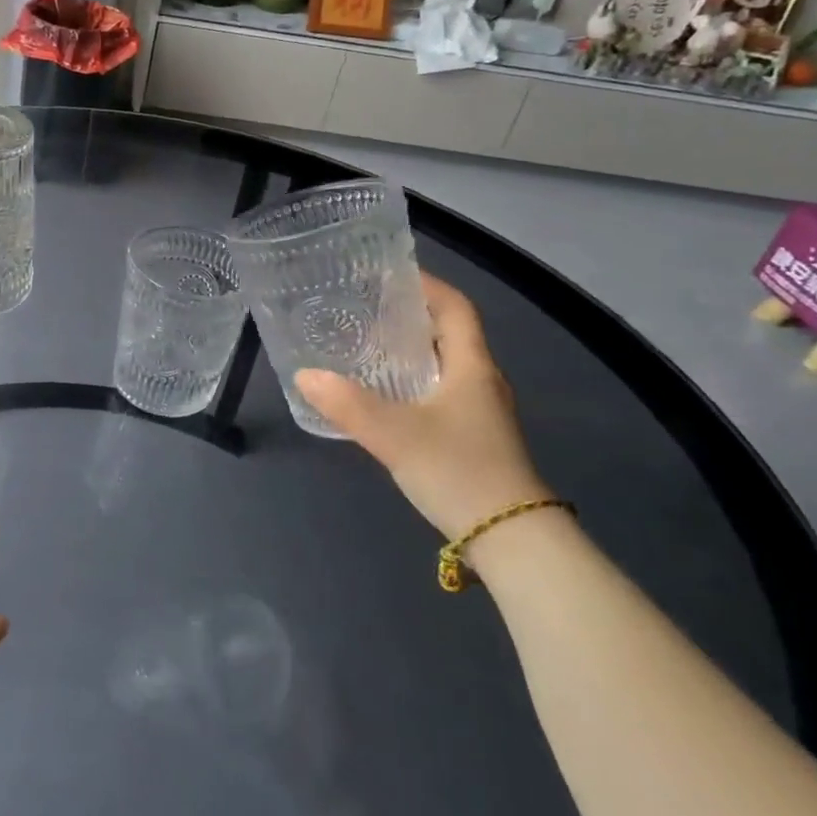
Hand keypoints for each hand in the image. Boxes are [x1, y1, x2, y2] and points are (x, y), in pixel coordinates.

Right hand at [295, 274, 550, 540]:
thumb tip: (305, 375)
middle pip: (448, 334)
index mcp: (472, 367)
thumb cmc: (459, 471)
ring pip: (443, 365)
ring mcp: (480, 412)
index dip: (427, 285)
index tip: (389, 274)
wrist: (512, 541)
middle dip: (409, 316)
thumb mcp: (395, 434)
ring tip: (365, 346)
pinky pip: (440, 393)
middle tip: (364, 309)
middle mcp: (481, 381)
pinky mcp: (473, 438)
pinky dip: (411, 382)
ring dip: (409, 351)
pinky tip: (382, 396)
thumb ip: (348, 404)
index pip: (456, 308)